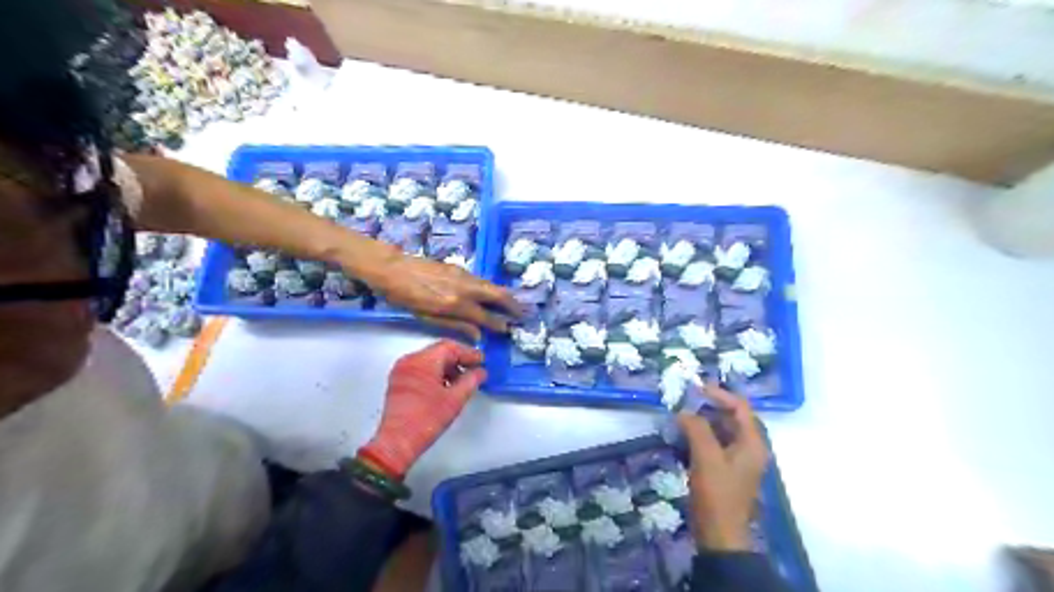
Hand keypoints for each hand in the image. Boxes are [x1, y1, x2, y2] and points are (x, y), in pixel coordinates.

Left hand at [355, 246, 519, 341]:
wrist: (390, 268)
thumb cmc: (404, 297)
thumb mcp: (426, 316)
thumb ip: (454, 324)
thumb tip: (478, 333)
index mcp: (455, 303)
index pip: (484, 316)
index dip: (499, 324)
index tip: (509, 329)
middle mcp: (464, 287)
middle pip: (496, 295)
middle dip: (512, 305)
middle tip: (524, 313)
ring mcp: (462, 275)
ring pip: (491, 285)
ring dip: (505, 295)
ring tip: (514, 304)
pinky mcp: (458, 268)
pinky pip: (482, 280)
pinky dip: (492, 288)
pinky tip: (493, 293)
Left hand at [356, 341, 481, 479]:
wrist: (397, 442)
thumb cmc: (427, 419)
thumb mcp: (455, 400)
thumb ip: (471, 381)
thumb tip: (481, 372)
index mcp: (422, 361)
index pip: (449, 347)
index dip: (468, 353)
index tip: (482, 361)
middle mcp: (409, 360)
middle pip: (438, 352)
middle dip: (458, 360)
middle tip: (474, 370)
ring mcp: (401, 370)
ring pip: (429, 360)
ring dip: (447, 367)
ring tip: (462, 381)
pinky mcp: (398, 381)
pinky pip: (420, 369)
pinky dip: (434, 373)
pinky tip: (445, 387)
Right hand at [680, 384, 771, 550]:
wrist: (719, 535)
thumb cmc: (717, 494)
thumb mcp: (706, 458)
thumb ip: (696, 429)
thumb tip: (684, 411)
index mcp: (753, 444)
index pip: (741, 408)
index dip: (719, 394)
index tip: (696, 388)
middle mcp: (749, 448)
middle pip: (732, 417)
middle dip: (709, 407)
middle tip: (685, 401)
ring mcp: (738, 460)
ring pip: (721, 430)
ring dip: (702, 421)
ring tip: (680, 416)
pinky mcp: (725, 469)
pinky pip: (714, 444)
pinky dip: (700, 436)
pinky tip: (682, 435)